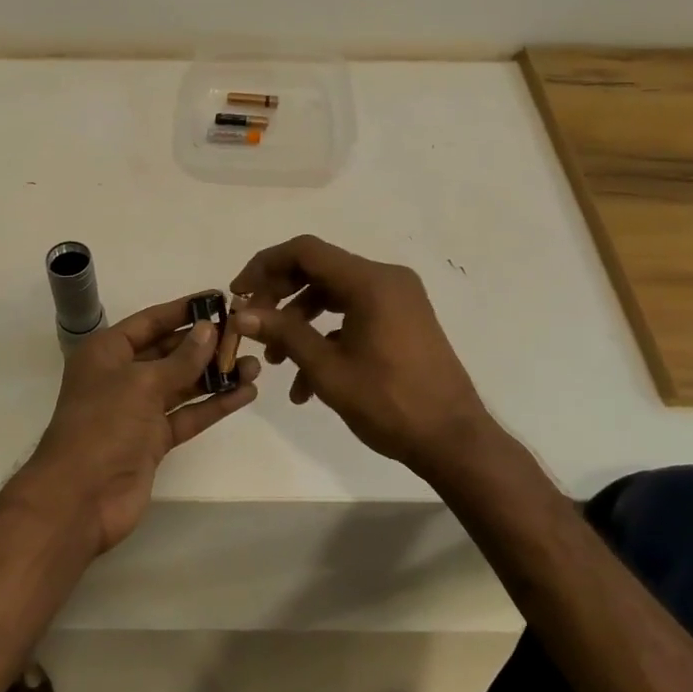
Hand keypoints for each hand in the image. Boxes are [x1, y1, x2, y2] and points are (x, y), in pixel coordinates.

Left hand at [24, 297, 260, 554]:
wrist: (80, 498)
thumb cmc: (103, 425)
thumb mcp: (142, 383)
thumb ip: (181, 358)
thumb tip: (209, 330)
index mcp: (107, 352)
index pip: (151, 321)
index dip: (183, 309)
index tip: (218, 298)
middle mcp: (122, 375)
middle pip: (170, 351)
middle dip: (205, 343)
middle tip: (245, 333)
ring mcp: (138, 410)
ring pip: (183, 384)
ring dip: (216, 375)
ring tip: (255, 365)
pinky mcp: (154, 440)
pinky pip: (188, 414)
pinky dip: (214, 405)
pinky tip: (245, 394)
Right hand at [230, 236, 489, 476]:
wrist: (453, 440)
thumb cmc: (389, 402)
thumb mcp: (327, 369)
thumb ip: (284, 333)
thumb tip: (241, 314)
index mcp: (371, 281)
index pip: (306, 251)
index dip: (265, 265)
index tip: (238, 292)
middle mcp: (386, 279)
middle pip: (318, 270)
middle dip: (280, 297)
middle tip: (252, 325)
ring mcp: (398, 299)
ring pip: (334, 294)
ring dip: (299, 321)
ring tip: (275, 361)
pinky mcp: (402, 320)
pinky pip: (354, 314)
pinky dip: (326, 336)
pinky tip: (306, 382)